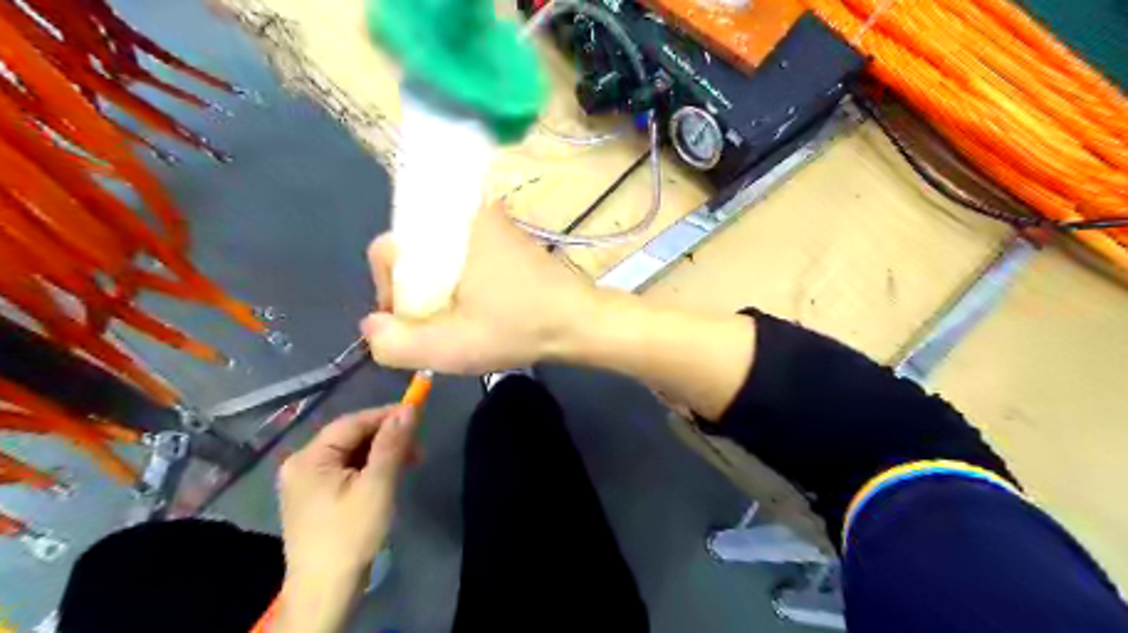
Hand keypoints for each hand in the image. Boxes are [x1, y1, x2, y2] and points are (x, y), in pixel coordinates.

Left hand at [277, 408, 416, 589]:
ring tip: (410, 463)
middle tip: (418, 449)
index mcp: (309, 458)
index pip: (352, 422)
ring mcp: (306, 482)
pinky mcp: (315, 498)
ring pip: (351, 453)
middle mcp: (302, 464)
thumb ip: (392, 444)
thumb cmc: (351, 534)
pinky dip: (370, 469)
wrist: (326, 591)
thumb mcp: (377, 485)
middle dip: (387, 438)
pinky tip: (389, 477)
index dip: (386, 415)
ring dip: (382, 454)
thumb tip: (408, 409)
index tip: (418, 414)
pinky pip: (346, 470)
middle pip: (351, 437)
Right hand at [367, 201, 596, 371]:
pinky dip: (460, 280)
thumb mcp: (452, 347)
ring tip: (456, 320)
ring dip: (438, 287)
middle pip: (414, 251)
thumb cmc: (519, 328)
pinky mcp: (509, 240)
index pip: (388, 249)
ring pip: (440, 254)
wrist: (580, 322)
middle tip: (436, 325)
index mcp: (450, 229)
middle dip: (414, 291)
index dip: (389, 290)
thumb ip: (396, 343)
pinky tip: (476, 307)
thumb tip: (371, 327)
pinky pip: (465, 255)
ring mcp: (492, 226)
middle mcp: (468, 215)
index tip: (412, 321)